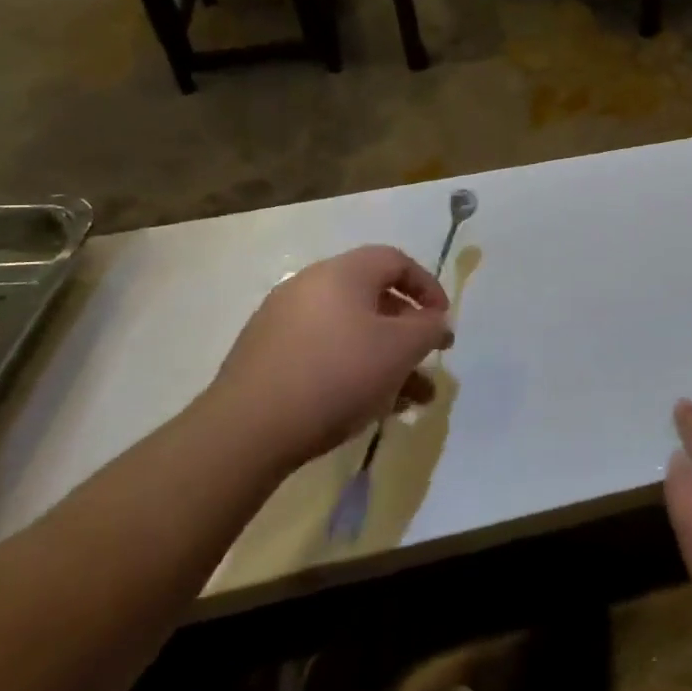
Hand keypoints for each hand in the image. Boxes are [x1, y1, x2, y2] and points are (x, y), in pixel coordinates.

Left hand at [203, 246, 451, 470]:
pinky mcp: (266, 356)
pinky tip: (370, 406)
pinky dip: (353, 369)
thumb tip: (435, 320)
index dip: (427, 287)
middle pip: (373, 299)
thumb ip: (429, 328)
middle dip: (408, 332)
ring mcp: (282, 321)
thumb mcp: (401, 349)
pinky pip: (324, 352)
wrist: (248, 429)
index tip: (443, 321)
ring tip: (411, 399)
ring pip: (351, 332)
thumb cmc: (337, 374)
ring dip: (385, 359)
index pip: (396, 261)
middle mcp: (309, 286)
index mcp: (342, 273)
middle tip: (428, 360)